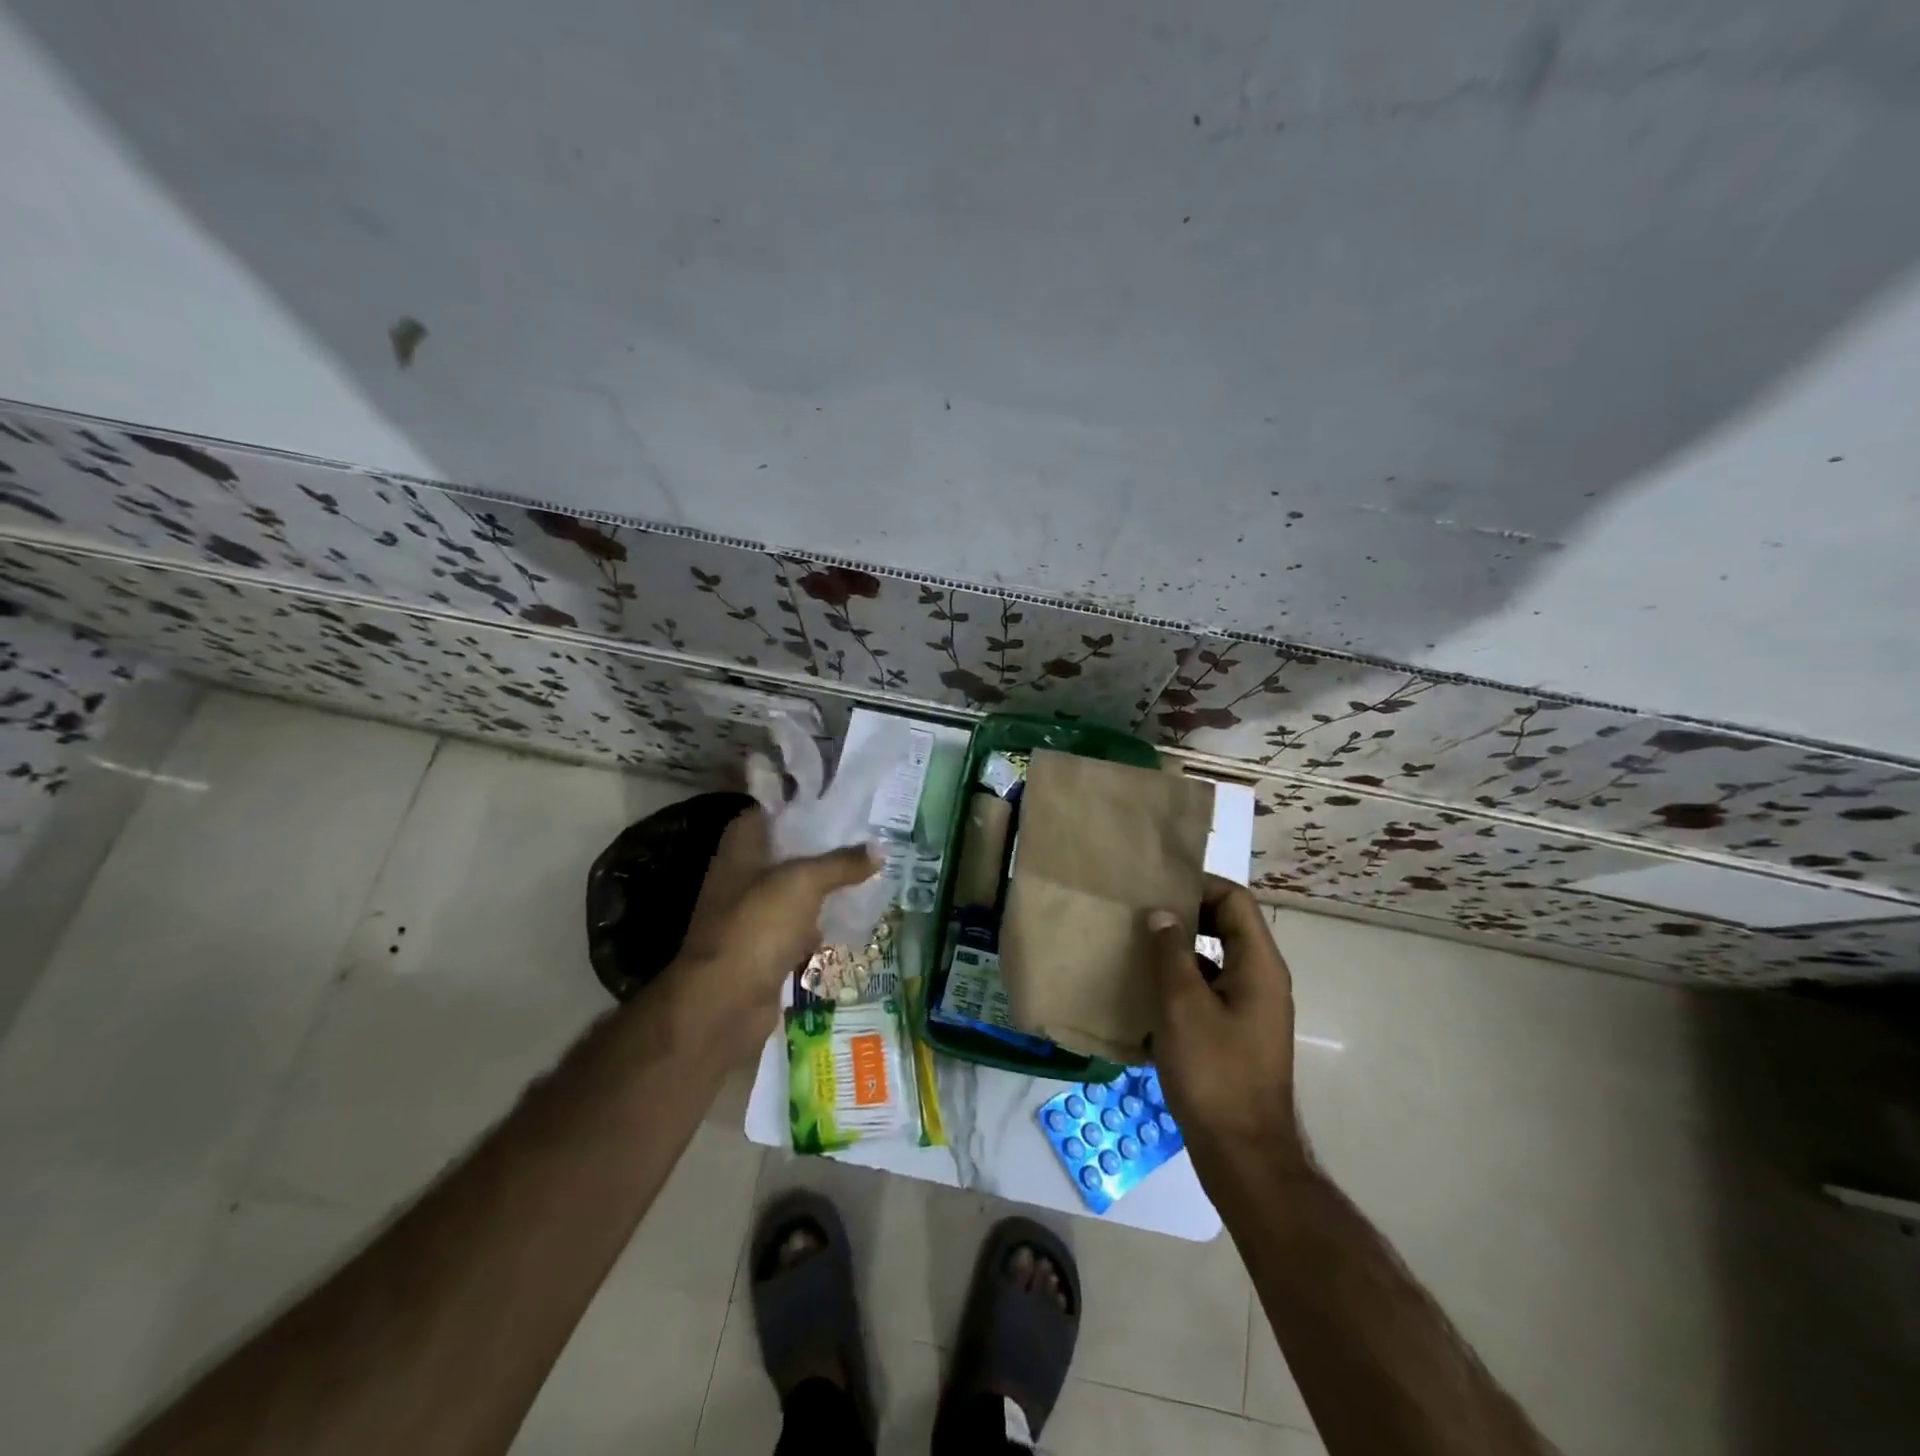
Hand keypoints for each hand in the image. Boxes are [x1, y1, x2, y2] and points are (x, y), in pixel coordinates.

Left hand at [665, 808, 880, 1061]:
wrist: (725, 1003)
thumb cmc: (758, 925)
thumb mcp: (804, 882)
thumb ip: (842, 863)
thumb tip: (881, 849)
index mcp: (742, 847)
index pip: (772, 810)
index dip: (804, 802)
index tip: (842, 798)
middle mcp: (744, 874)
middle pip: (788, 849)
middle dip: (825, 843)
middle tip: (868, 831)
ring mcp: (753, 912)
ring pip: (797, 887)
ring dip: (826, 882)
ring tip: (869, 866)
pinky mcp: (766, 945)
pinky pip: (800, 923)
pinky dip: (822, 919)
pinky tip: (854, 912)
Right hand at [1146, 876, 1304, 1160]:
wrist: (1242, 1155)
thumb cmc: (1214, 1073)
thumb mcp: (1182, 1006)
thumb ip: (1170, 953)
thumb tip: (1161, 914)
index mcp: (1259, 966)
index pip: (1234, 900)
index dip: (1198, 886)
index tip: (1156, 888)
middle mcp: (1261, 980)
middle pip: (1226, 926)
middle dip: (1185, 916)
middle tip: (1140, 914)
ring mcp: (1250, 1010)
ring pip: (1214, 960)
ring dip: (1178, 951)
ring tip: (1135, 949)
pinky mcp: (1235, 1034)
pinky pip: (1208, 991)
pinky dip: (1180, 984)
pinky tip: (1145, 995)